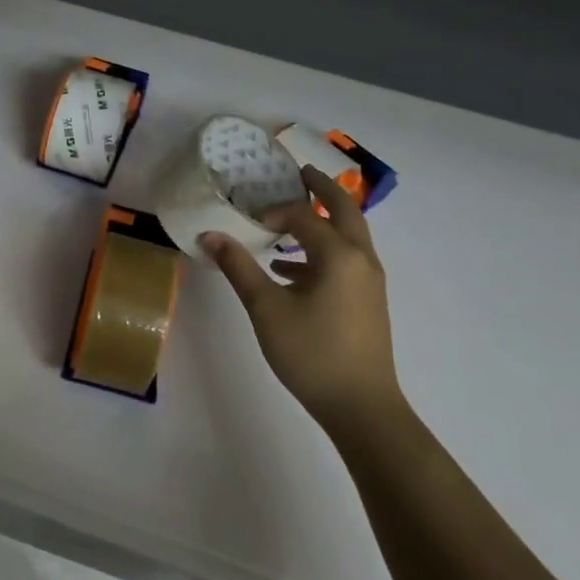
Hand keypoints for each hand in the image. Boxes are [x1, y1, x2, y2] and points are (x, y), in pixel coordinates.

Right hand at [201, 165, 403, 437]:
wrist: (362, 407)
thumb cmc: (311, 353)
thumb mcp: (266, 309)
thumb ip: (239, 267)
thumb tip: (210, 235)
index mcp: (339, 254)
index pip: (303, 216)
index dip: (273, 211)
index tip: (247, 219)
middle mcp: (361, 258)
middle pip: (344, 210)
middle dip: (322, 189)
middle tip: (300, 172)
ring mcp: (369, 280)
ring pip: (350, 235)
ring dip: (325, 219)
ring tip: (293, 218)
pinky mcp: (368, 300)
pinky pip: (347, 259)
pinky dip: (324, 250)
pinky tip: (291, 270)